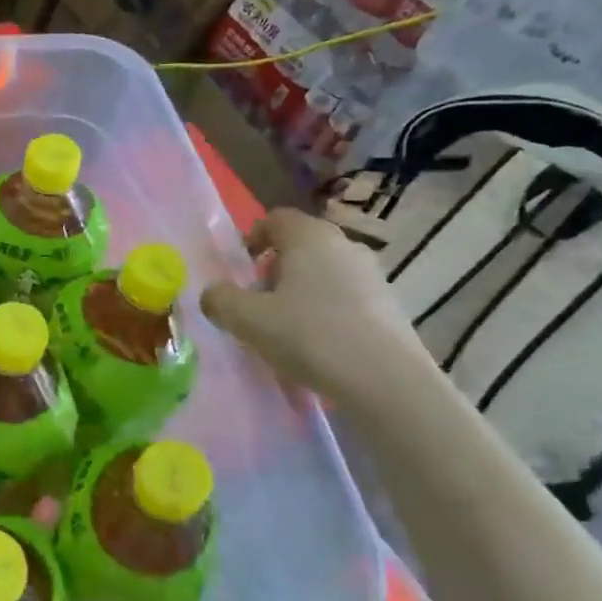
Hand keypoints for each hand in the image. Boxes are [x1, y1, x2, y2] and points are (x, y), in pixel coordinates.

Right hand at [201, 208, 433, 408]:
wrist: (386, 381)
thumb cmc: (310, 336)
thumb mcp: (247, 320)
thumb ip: (220, 300)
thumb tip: (212, 294)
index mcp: (309, 236)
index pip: (275, 218)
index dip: (251, 239)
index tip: (238, 271)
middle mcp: (343, 245)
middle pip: (300, 245)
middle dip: (273, 270)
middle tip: (256, 302)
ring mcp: (372, 274)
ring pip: (323, 273)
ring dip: (300, 292)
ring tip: (285, 329)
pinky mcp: (389, 305)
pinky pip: (345, 298)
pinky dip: (325, 312)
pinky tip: (317, 346)